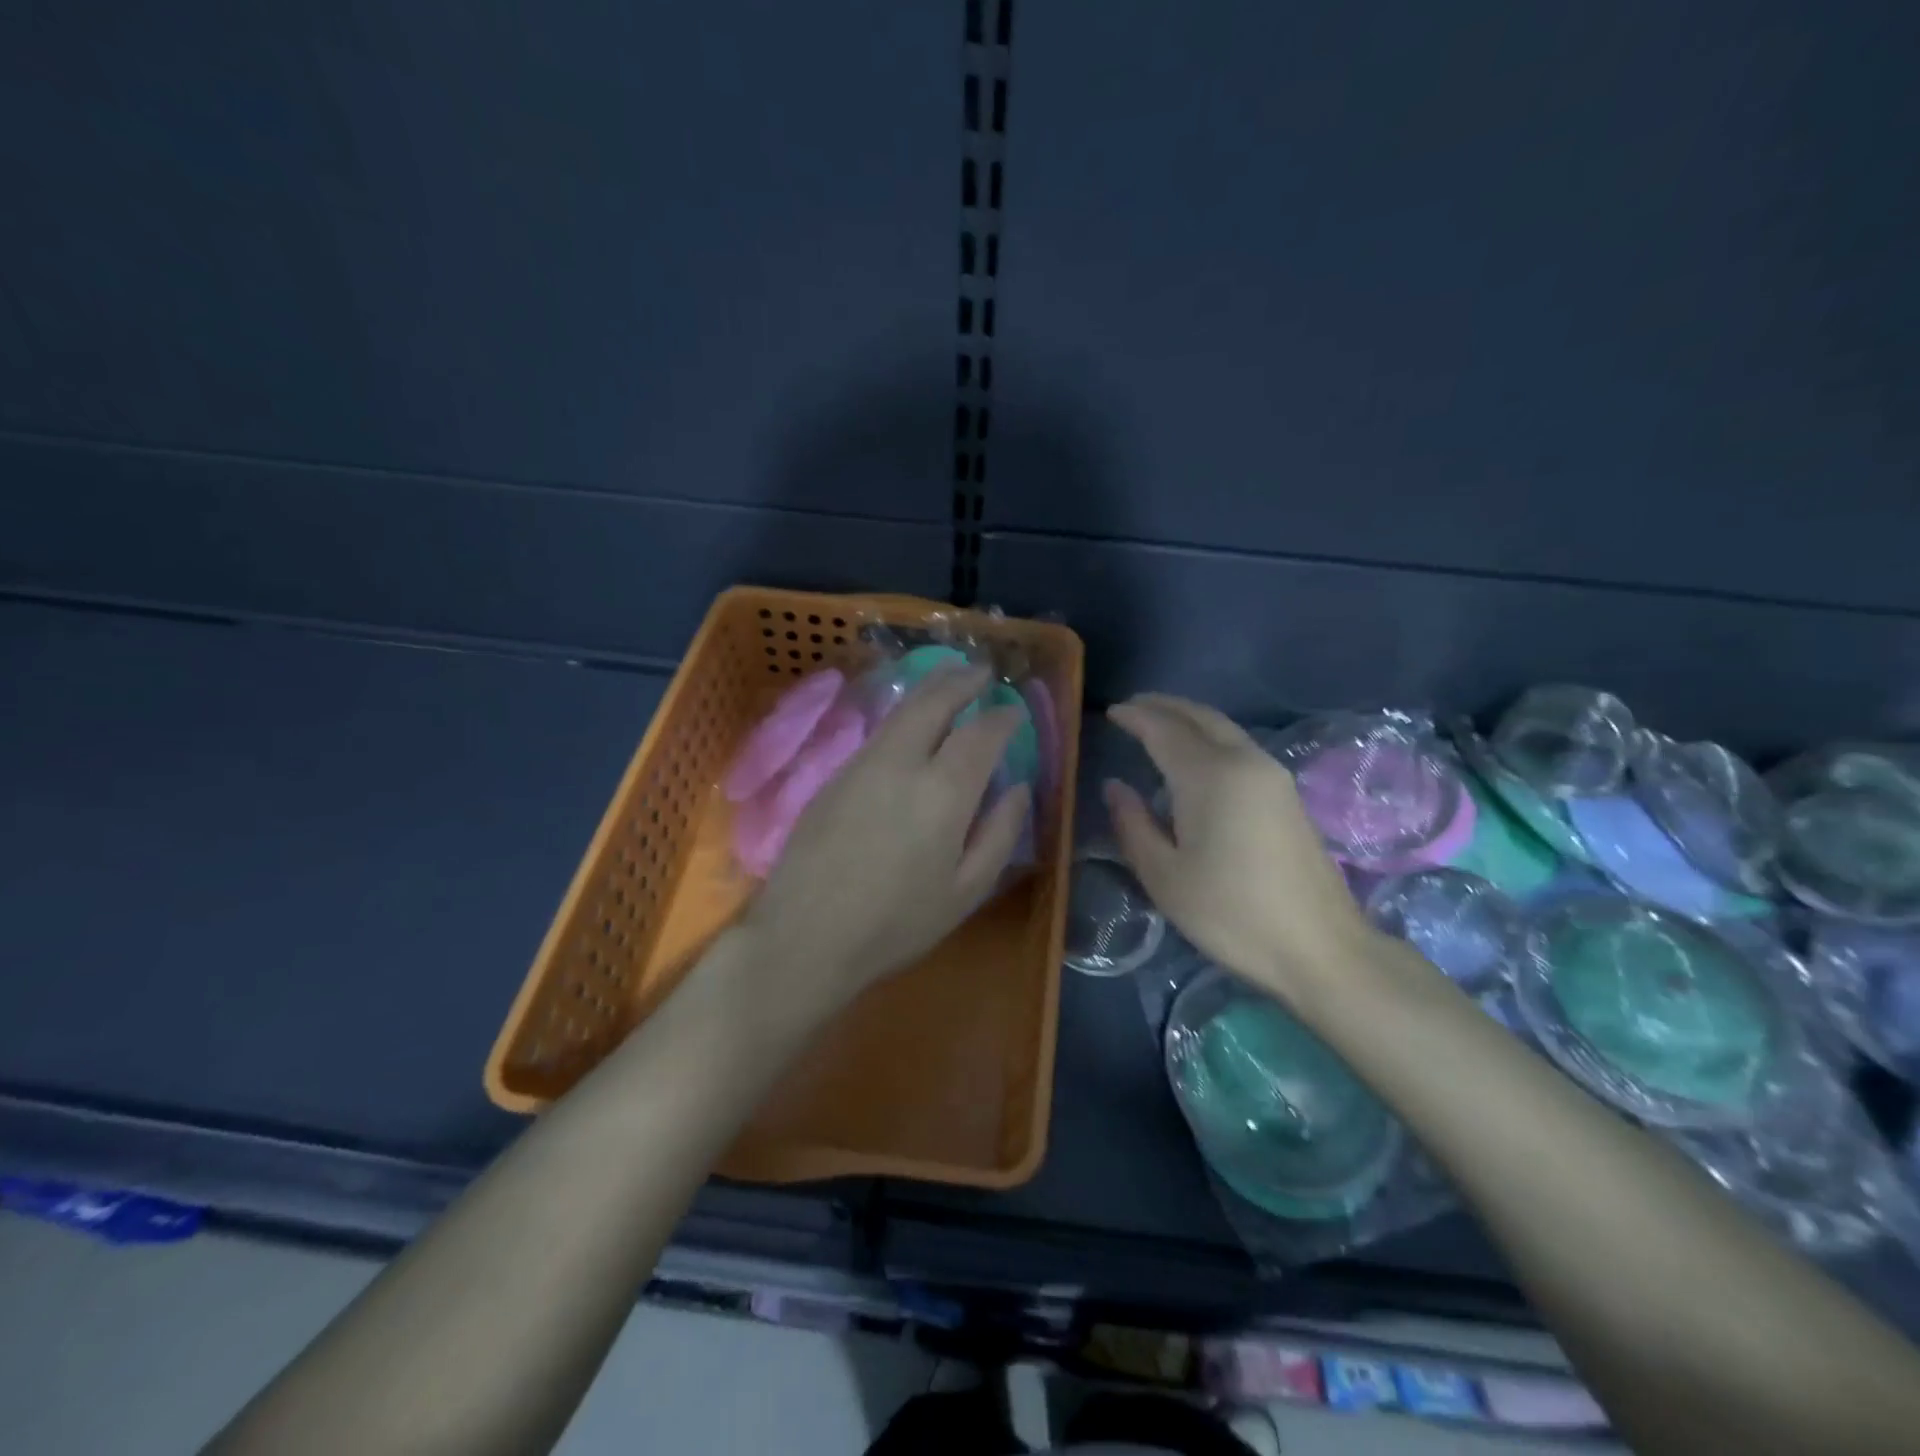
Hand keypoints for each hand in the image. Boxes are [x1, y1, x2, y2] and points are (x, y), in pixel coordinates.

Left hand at [744, 664, 1030, 1019]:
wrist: (805, 936)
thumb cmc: (896, 924)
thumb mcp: (966, 891)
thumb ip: (999, 833)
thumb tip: (1019, 789)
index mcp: (944, 792)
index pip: (981, 734)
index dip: (1002, 717)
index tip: (1014, 710)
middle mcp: (902, 763)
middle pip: (935, 702)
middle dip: (962, 680)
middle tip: (981, 670)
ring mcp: (862, 764)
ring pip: (902, 710)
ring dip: (931, 689)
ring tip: (950, 681)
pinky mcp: (834, 775)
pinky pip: (879, 732)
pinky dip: (904, 714)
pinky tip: (910, 724)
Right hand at [1104, 694, 1372, 1001]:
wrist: (1320, 947)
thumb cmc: (1231, 914)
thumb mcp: (1165, 876)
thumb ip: (1133, 824)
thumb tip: (1115, 787)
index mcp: (1210, 777)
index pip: (1164, 730)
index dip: (1135, 718)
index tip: (1111, 712)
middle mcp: (1244, 762)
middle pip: (1200, 717)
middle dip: (1164, 706)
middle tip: (1133, 707)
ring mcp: (1272, 776)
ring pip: (1224, 728)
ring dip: (1189, 719)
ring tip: (1159, 724)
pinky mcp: (1287, 794)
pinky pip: (1239, 746)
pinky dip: (1210, 737)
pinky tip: (1196, 757)